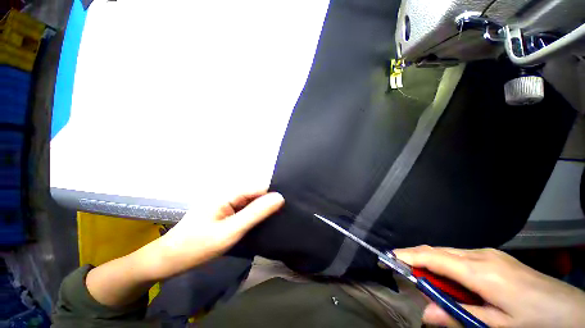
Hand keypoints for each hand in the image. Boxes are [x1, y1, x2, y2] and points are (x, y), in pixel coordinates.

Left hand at [86, 191, 283, 307]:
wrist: (168, 260)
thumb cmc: (197, 246)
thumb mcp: (230, 231)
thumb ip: (255, 213)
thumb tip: (280, 197)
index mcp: (228, 193)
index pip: (259, 187)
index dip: (274, 195)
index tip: (289, 205)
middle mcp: (229, 194)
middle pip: (257, 193)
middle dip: (270, 202)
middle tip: (285, 214)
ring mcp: (227, 203)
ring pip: (252, 201)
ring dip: (263, 209)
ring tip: (279, 218)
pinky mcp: (226, 212)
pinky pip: (246, 209)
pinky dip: (255, 215)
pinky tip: (263, 222)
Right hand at [394, 246, 584, 327]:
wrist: (571, 308)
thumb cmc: (534, 320)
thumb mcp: (498, 327)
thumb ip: (460, 317)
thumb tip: (426, 313)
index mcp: (481, 271)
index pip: (433, 258)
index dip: (408, 256)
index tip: (388, 258)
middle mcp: (480, 255)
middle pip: (437, 251)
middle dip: (414, 257)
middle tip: (398, 268)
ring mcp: (488, 253)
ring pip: (447, 252)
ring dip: (429, 261)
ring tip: (419, 276)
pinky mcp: (493, 256)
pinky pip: (459, 256)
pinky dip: (444, 264)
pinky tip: (448, 277)